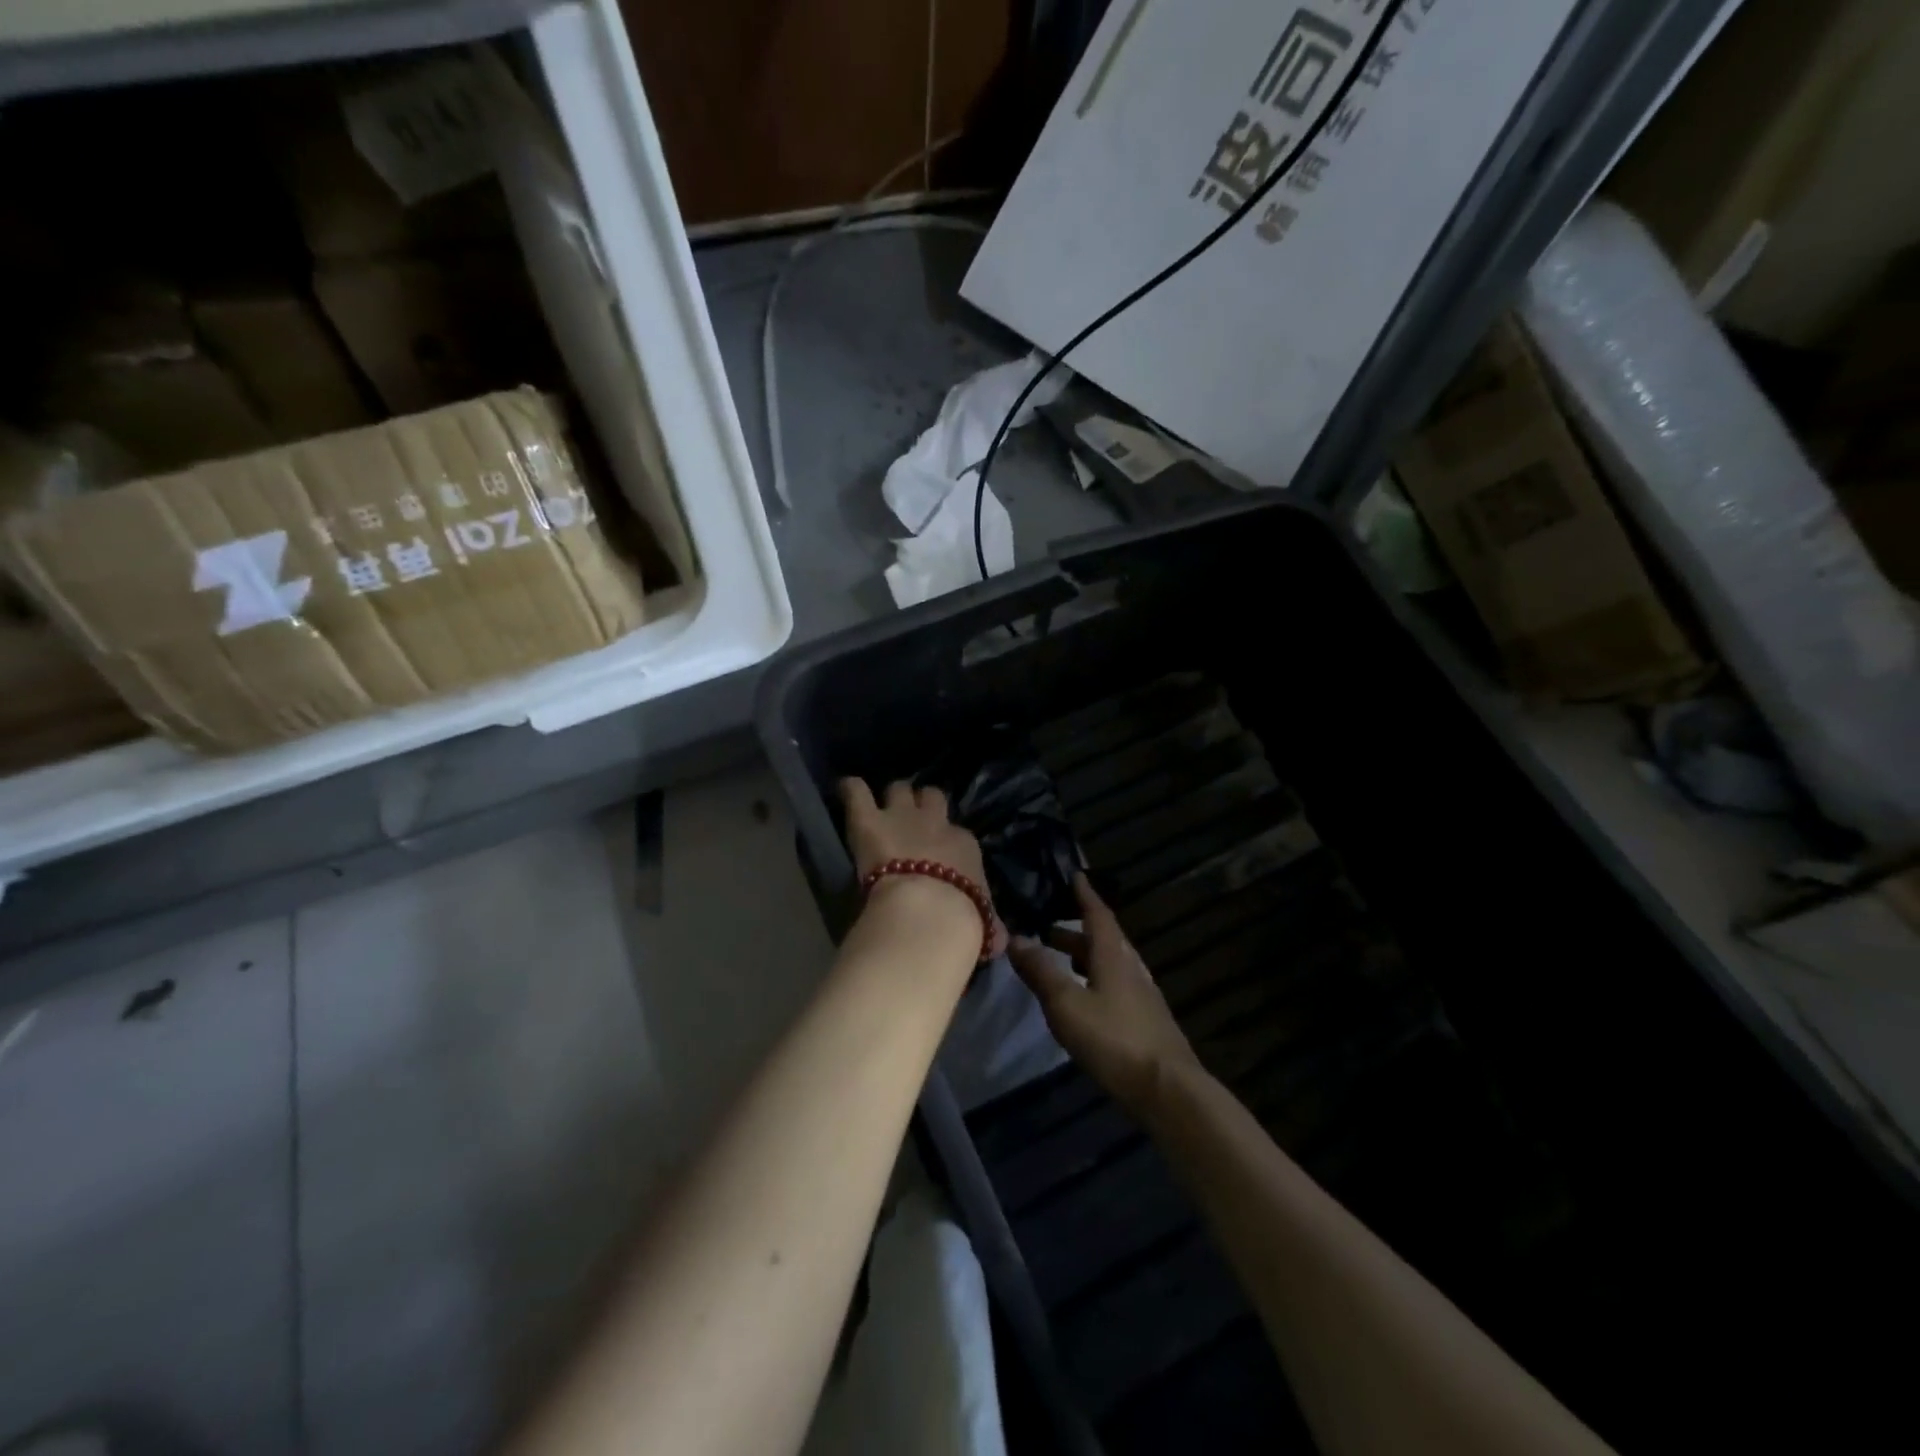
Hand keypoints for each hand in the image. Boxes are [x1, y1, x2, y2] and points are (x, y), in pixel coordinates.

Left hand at [839, 778, 1006, 957]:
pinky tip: (846, 789)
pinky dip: (851, 790)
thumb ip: (989, 924)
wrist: (928, 913)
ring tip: (880, 806)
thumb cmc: (961, 922)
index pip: (958, 836)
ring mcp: (900, 817)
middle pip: (932, 797)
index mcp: (965, 846)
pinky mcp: (868, 821)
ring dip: (892, 797)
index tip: (939, 856)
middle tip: (910, 819)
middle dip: (922, 805)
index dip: (946, 843)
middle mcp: (935, 823)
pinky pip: (856, 791)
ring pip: (898, 789)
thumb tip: (1000, 938)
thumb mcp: (985, 925)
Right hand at [1009, 874, 1202, 1115]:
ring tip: (1061, 963)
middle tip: (1048, 929)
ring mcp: (1143, 996)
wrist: (1168, 1090)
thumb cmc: (1114, 1040)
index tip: (1075, 876)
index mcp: (1113, 957)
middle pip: (1104, 940)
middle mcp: (1131, 969)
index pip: (1098, 915)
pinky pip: (1116, 986)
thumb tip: (1016, 937)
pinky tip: (1085, 999)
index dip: (1085, 895)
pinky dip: (1095, 980)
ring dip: (1085, 957)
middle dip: (1076, 931)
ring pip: (1111, 964)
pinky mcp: (1146, 1021)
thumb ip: (1040, 971)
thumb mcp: (1066, 1004)